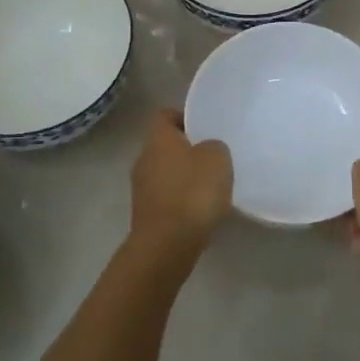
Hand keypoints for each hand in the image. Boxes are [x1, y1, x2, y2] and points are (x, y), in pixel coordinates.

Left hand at [130, 108, 232, 261]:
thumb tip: (208, 150)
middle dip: (188, 149)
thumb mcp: (217, 158)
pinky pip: (167, 197)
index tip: (205, 125)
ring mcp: (141, 189)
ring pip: (166, 172)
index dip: (184, 116)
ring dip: (184, 176)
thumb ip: (214, 146)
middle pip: (165, 145)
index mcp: (158, 139)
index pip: (165, 115)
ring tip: (211, 185)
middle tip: (214, 155)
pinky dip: (182, 199)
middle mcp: (143, 159)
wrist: (167, 245)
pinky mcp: (147, 215)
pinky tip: (201, 209)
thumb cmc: (192, 192)